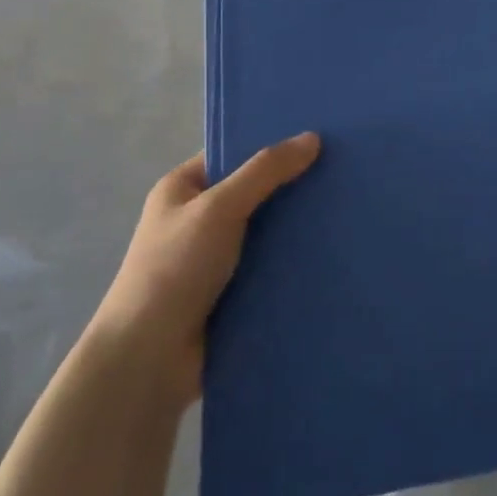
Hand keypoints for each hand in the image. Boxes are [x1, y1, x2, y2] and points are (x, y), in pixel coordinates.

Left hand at [93, 134, 320, 401]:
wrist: (148, 359)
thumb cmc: (174, 269)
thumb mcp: (219, 208)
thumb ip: (265, 172)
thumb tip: (312, 138)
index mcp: (183, 189)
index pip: (233, 154)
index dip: (271, 144)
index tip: (318, 137)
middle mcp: (198, 219)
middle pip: (255, 192)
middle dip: (292, 186)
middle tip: (343, 170)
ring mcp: (216, 259)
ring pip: (267, 231)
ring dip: (297, 227)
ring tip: (348, 208)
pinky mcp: (233, 293)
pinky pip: (271, 266)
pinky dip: (294, 261)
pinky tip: (332, 250)